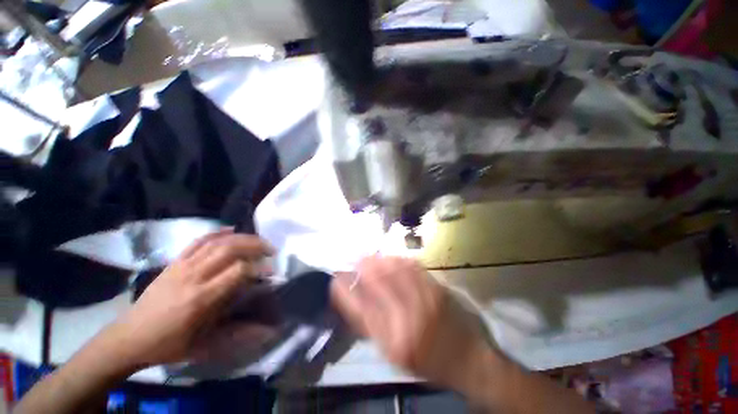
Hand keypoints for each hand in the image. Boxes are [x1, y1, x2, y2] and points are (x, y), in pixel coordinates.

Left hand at [106, 230, 274, 367]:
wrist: (129, 338)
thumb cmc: (169, 344)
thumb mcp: (205, 346)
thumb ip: (239, 333)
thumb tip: (270, 330)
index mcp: (201, 299)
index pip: (238, 271)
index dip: (259, 268)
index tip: (272, 271)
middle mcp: (193, 276)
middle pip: (230, 249)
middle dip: (255, 245)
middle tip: (271, 250)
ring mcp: (182, 266)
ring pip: (216, 242)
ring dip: (242, 237)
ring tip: (257, 241)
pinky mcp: (174, 262)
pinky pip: (198, 241)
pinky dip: (217, 232)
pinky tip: (231, 230)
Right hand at [331, 256, 495, 393]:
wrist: (467, 359)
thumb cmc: (426, 361)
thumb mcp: (393, 354)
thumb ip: (371, 328)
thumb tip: (352, 300)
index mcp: (393, 342)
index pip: (360, 310)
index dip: (345, 291)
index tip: (336, 279)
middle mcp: (407, 320)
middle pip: (377, 284)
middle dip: (362, 268)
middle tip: (355, 259)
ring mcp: (425, 302)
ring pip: (395, 271)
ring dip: (379, 260)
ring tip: (370, 255)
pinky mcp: (438, 289)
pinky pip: (414, 268)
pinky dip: (399, 259)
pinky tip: (391, 257)